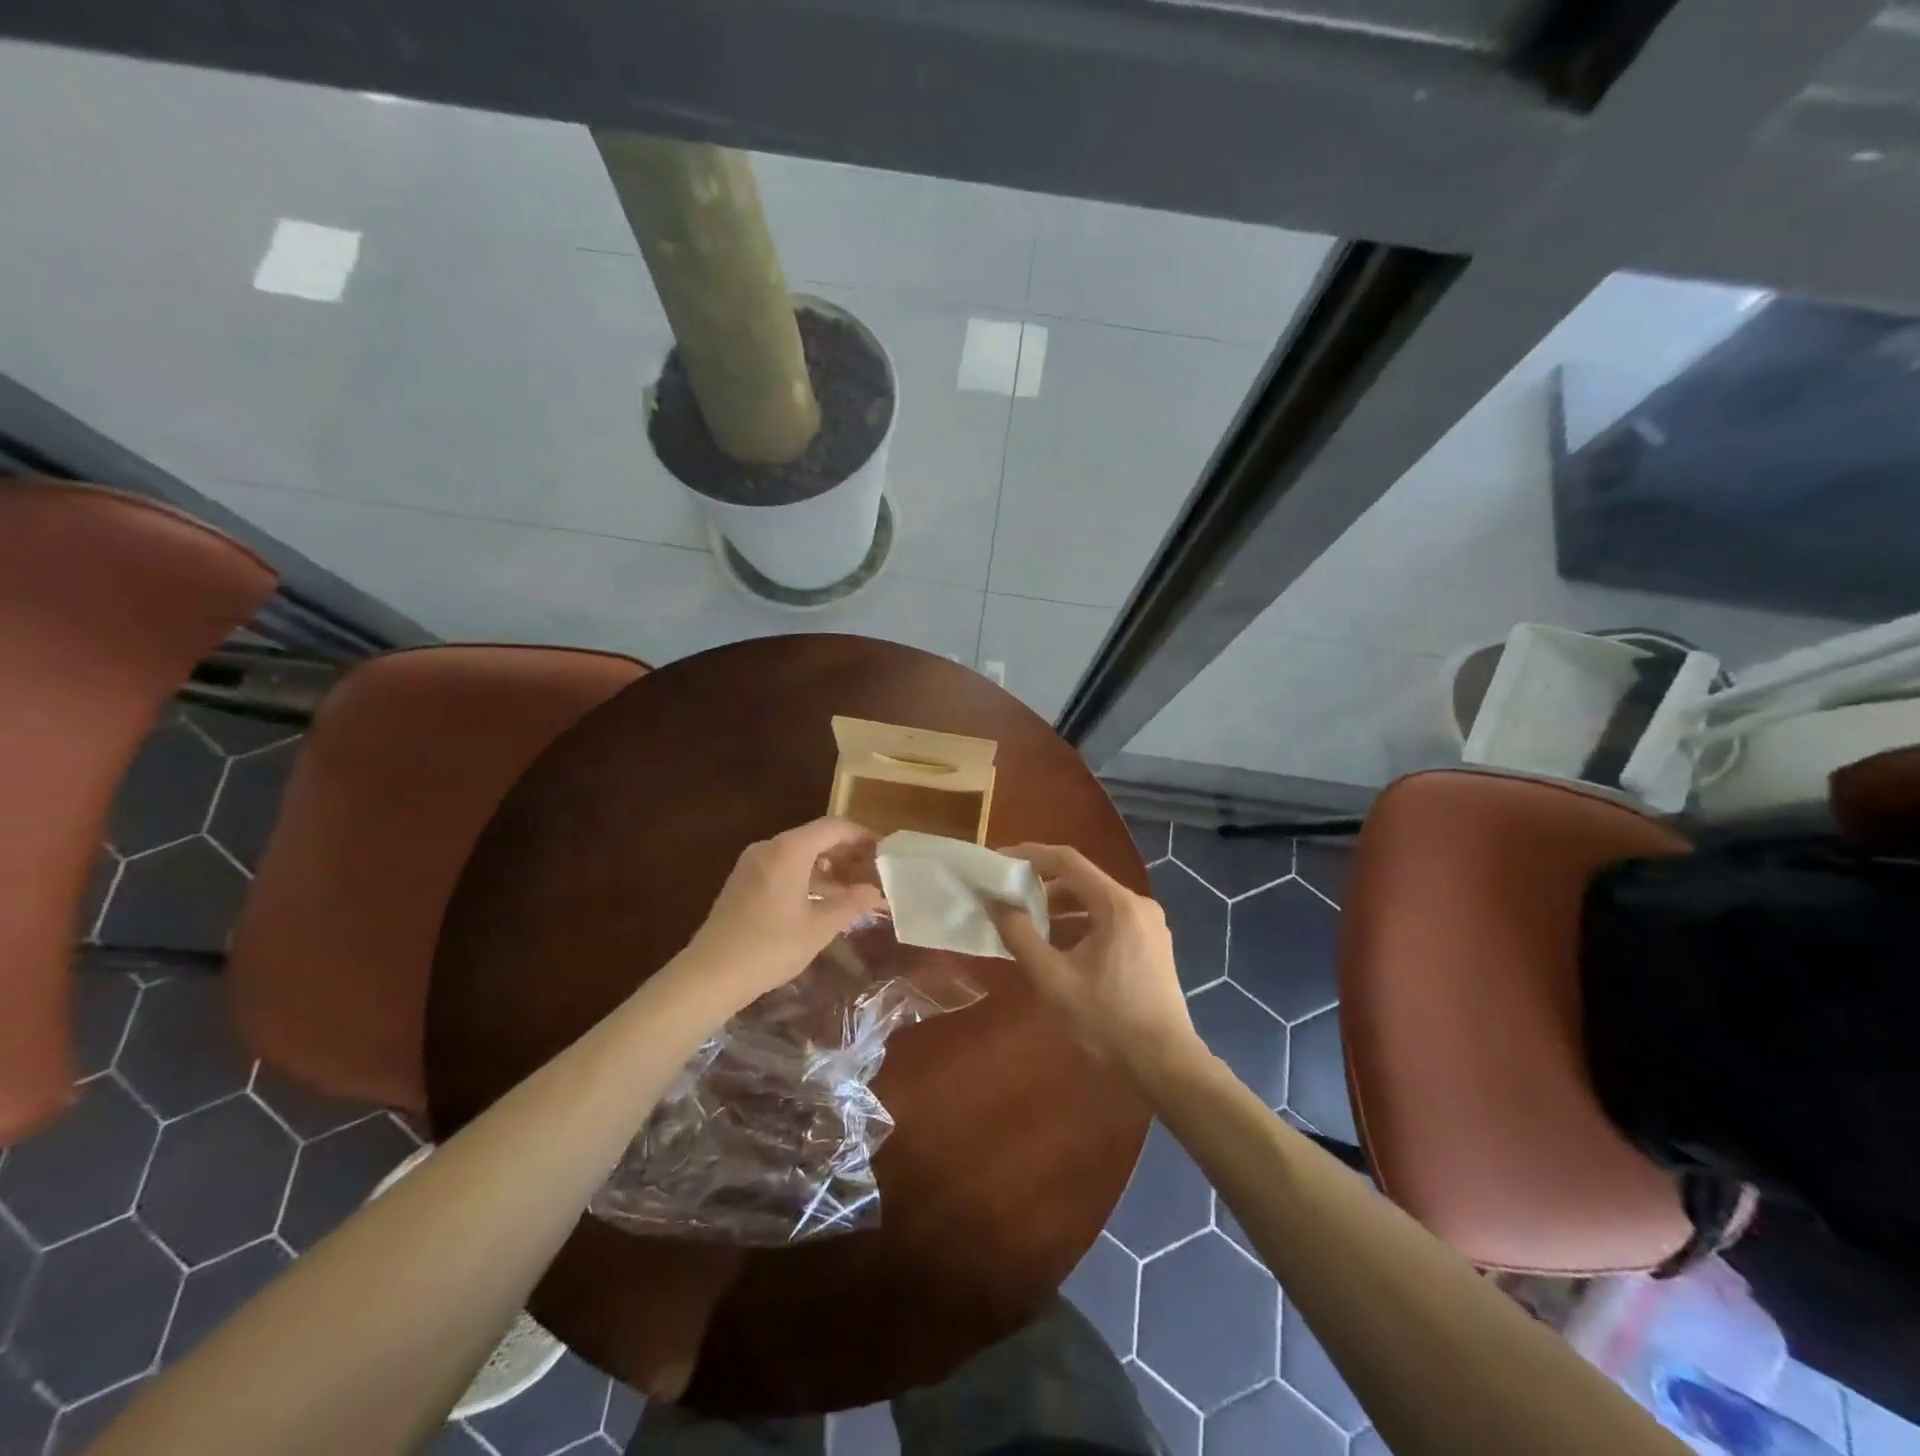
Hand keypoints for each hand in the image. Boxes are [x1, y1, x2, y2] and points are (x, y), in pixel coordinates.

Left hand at [682, 818, 884, 1010]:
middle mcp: (769, 848)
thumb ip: (851, 904)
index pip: (834, 827)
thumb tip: (877, 892)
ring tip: (852, 890)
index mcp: (789, 850)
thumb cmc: (770, 947)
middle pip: (815, 837)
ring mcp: (752, 864)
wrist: (709, 975)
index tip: (884, 851)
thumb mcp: (819, 927)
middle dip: (846, 853)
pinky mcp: (742, 882)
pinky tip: (820, 901)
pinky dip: (806, 877)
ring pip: (798, 854)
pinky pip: (782, 867)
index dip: (862, 835)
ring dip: (827, 868)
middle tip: (872, 871)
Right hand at [986, 844, 1198, 1077]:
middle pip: (1082, 879)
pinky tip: (1058, 946)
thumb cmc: (1107, 1019)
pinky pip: (1110, 919)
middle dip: (1043, 884)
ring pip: (1096, 901)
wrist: (1165, 1064)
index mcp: (1117, 904)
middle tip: (1009, 894)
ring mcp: (1149, 924)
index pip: (1067, 861)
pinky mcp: (1152, 944)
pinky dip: (1081, 923)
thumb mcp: (1054, 979)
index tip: (1000, 861)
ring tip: (1028, 922)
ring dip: (1061, 907)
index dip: (1030, 855)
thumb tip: (996, 903)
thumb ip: (1020, 936)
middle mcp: (1137, 904)